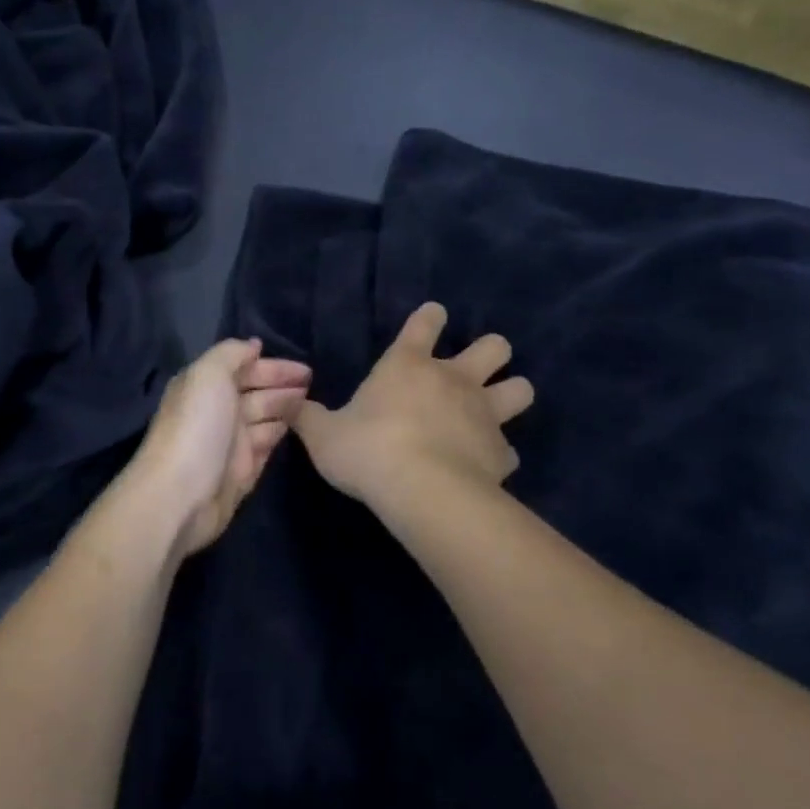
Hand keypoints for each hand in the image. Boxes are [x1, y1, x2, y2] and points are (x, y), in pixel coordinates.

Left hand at [127, 339, 311, 558]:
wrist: (181, 495)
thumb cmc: (197, 428)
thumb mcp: (208, 375)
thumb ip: (231, 353)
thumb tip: (253, 345)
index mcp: (205, 387)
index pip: (244, 369)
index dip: (273, 367)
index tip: (305, 369)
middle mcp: (217, 412)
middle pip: (257, 394)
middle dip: (283, 387)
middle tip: (315, 385)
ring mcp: (230, 444)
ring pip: (264, 420)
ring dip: (285, 410)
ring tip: (314, 405)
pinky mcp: (241, 473)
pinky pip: (266, 448)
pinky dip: (279, 436)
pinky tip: (298, 430)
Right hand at [294, 302, 532, 511]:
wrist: (423, 491)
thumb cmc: (368, 451)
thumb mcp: (323, 435)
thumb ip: (307, 417)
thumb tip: (288, 404)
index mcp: (409, 365)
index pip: (425, 322)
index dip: (430, 317)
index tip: (432, 318)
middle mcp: (454, 380)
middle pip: (494, 346)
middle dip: (491, 352)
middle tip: (473, 370)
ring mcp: (485, 414)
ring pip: (521, 388)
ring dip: (511, 393)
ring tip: (495, 410)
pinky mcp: (502, 452)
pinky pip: (509, 448)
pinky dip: (499, 453)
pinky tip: (485, 464)